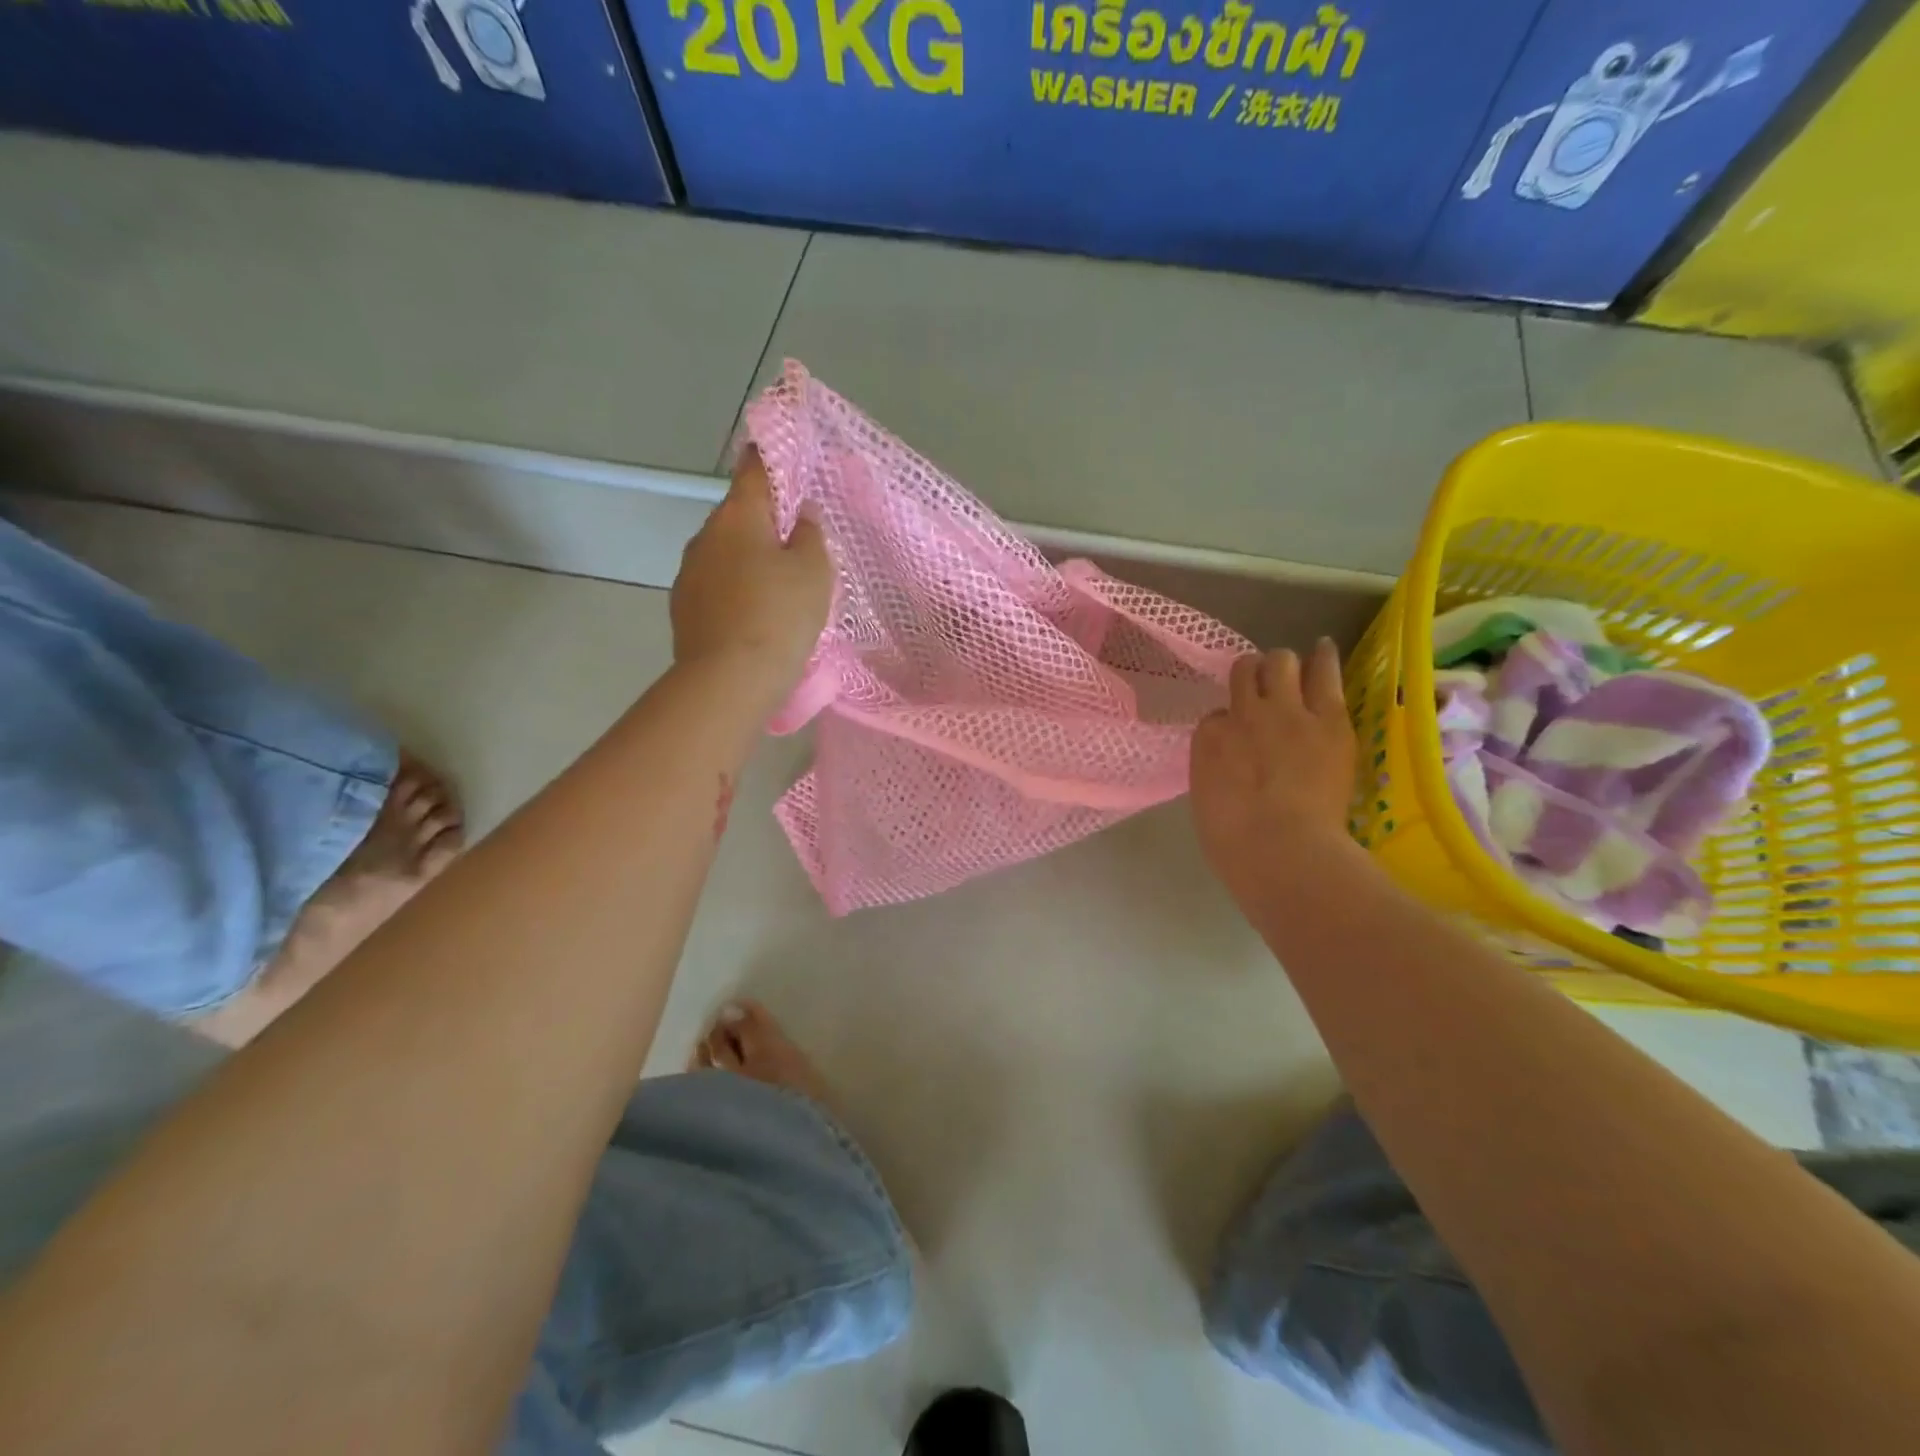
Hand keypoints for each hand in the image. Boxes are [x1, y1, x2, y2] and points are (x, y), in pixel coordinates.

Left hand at [671, 447, 832, 698]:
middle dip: (767, 522)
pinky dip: (736, 589)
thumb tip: (800, 517)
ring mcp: (688, 573)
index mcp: (739, 515)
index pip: (756, 468)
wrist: (728, 680)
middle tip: (800, 544)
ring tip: (779, 588)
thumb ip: (811, 535)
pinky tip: (755, 615)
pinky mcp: (683, 608)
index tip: (785, 454)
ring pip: (726, 552)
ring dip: (750, 559)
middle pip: (740, 515)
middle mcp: (706, 535)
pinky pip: (717, 585)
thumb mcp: (814, 571)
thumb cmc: (779, 616)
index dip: (772, 457)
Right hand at [1191, 640, 1357, 898]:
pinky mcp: (1329, 718)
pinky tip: (1323, 647)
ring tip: (1292, 667)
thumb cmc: (1236, 846)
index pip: (1216, 717)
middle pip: (1244, 673)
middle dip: (1252, 676)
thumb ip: (1216, 772)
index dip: (1229, 724)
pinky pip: (1324, 673)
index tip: (1240, 739)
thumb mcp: (1207, 802)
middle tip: (1263, 688)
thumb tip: (1231, 765)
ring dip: (1283, 665)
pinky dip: (1322, 658)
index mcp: (1208, 740)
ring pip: (1280, 662)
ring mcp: (1286, 712)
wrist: (1284, 851)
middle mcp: (1242, 714)